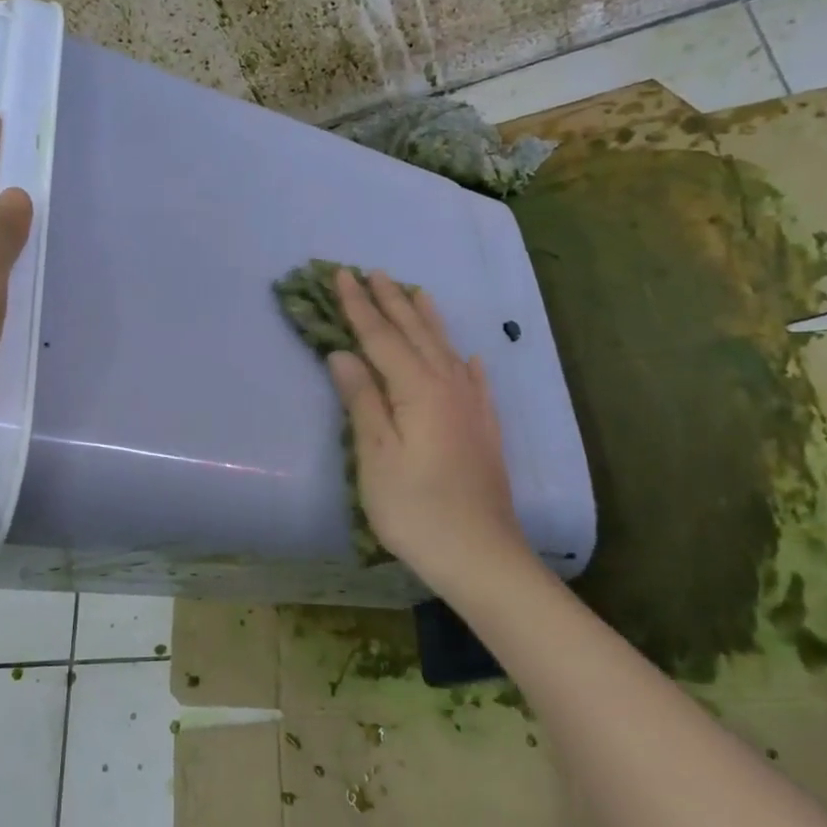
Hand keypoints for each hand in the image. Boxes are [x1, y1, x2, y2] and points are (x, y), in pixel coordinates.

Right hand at [326, 270, 527, 586]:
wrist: (481, 555)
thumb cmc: (416, 509)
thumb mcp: (376, 456)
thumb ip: (362, 400)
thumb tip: (343, 354)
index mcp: (418, 389)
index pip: (381, 337)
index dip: (359, 306)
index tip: (341, 274)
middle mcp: (449, 386)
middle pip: (415, 334)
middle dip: (391, 302)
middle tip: (373, 271)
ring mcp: (472, 407)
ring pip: (446, 349)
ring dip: (427, 320)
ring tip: (416, 293)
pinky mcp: (484, 429)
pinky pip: (475, 380)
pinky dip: (466, 361)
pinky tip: (470, 356)